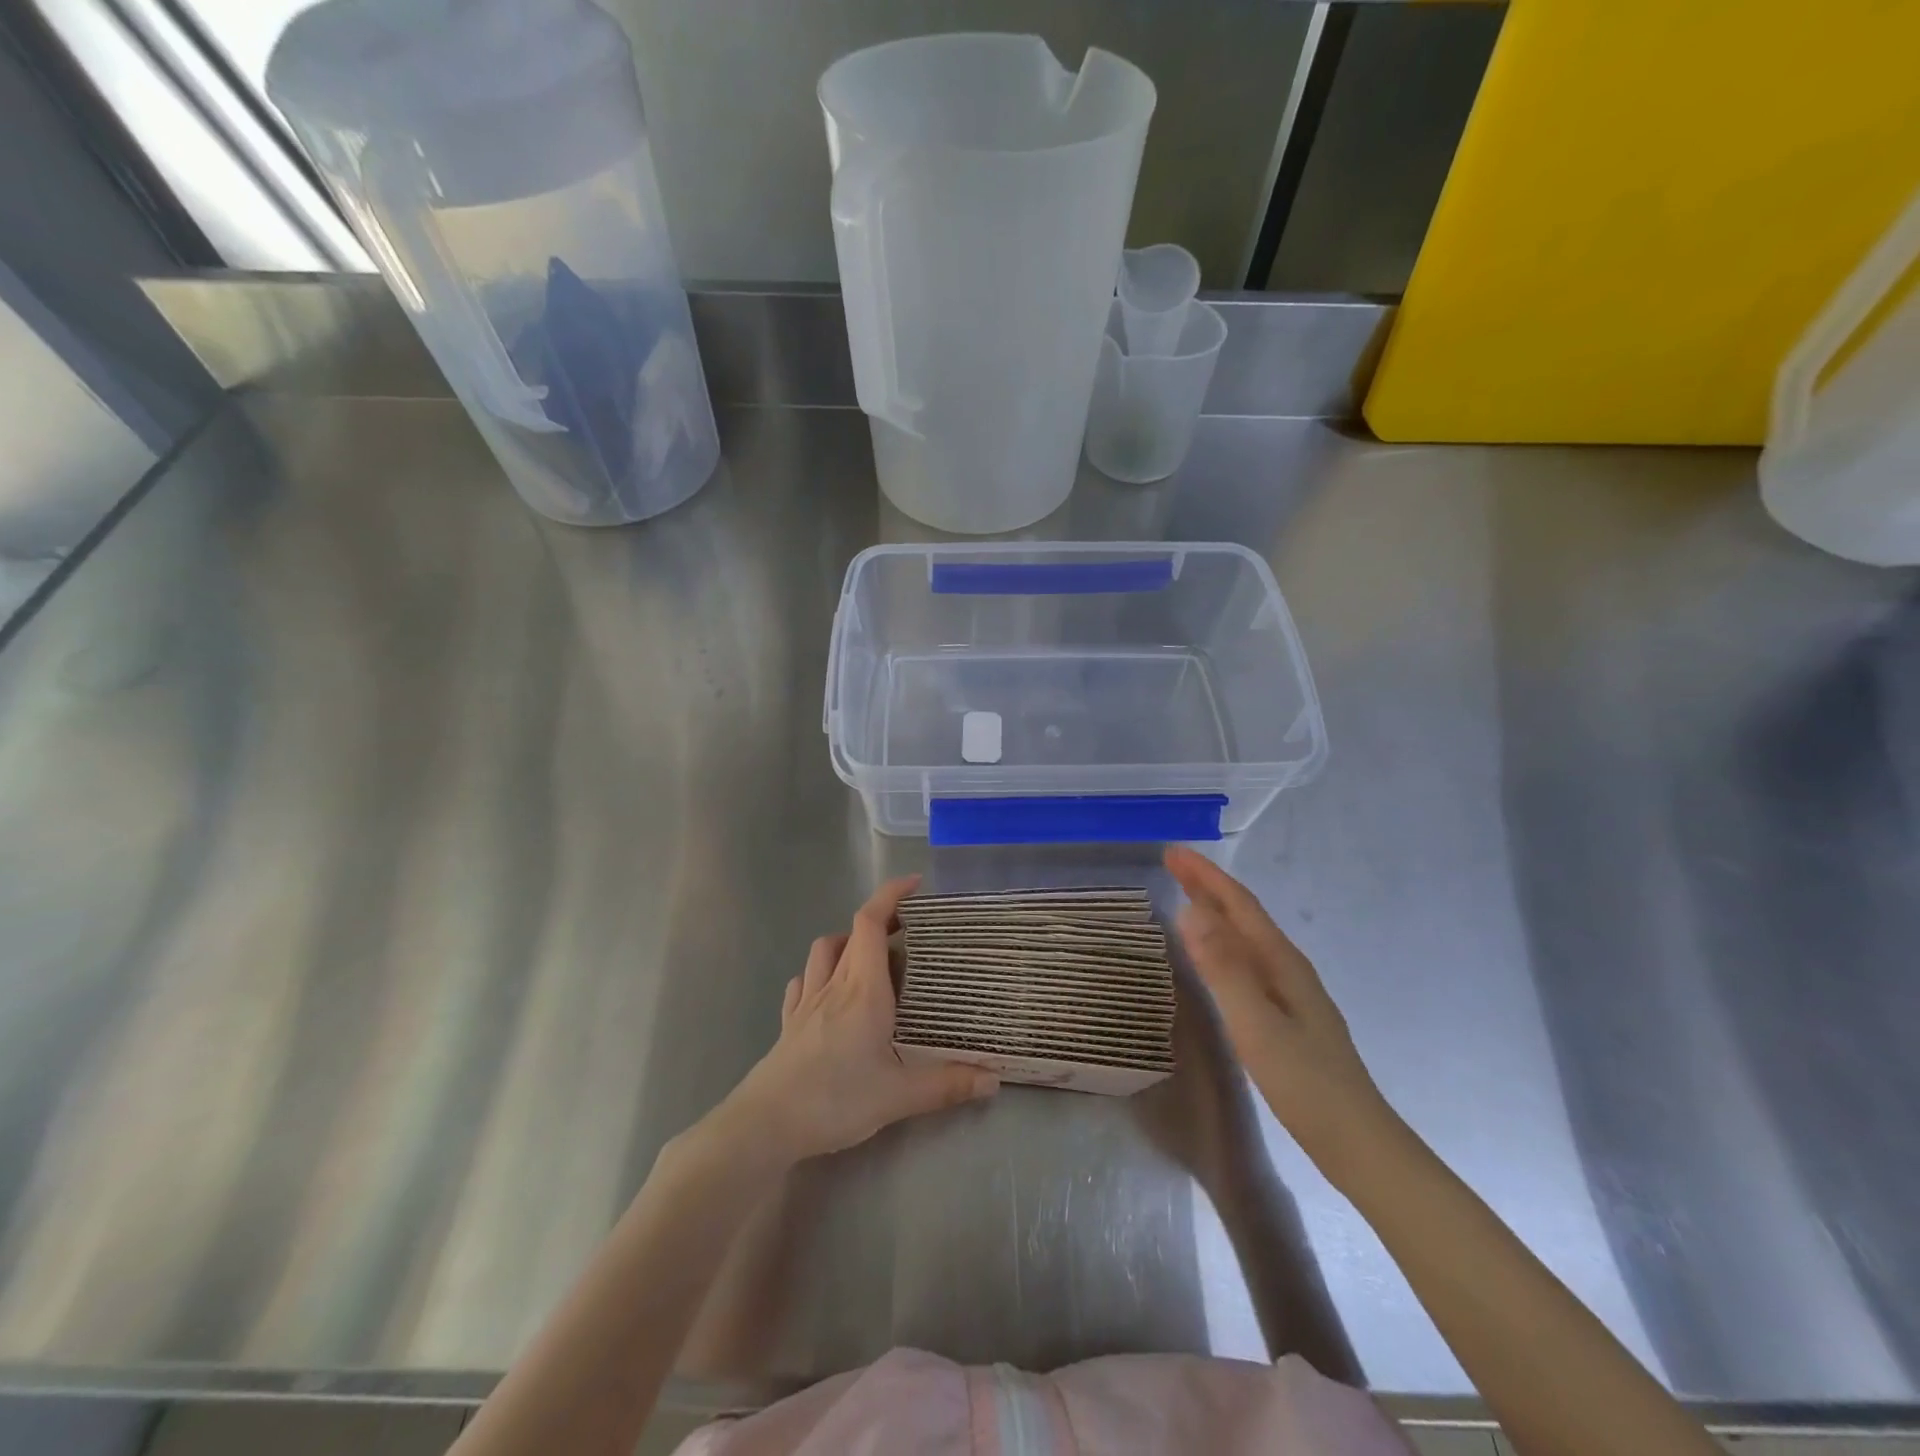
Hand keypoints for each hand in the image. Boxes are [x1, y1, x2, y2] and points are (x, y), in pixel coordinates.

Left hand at [719, 875, 997, 1164]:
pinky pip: (804, 982)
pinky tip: (830, 991)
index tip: (915, 885)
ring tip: (871, 958)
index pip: (871, 922)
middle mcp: (834, 985)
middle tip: (909, 931)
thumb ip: (947, 1084)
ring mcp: (806, 1002)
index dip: (891, 895)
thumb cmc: (835, 1099)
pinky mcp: (789, 1023)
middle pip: (852, 932)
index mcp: (863, 989)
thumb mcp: (899, 1096)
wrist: (766, 1125)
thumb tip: (994, 1080)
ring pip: (824, 951)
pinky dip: (820, 973)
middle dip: (880, 919)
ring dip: (848, 942)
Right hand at [1165, 846, 1394, 1169]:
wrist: (1358, 1142)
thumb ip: (1224, 967)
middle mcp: (1289, 967)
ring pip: (1248, 936)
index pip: (1239, 905)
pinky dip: (1225, 942)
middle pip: (1245, 914)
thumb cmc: (1304, 1082)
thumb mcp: (1256, 1023)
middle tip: (1172, 863)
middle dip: (1208, 885)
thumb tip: (1191, 910)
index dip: (1205, 876)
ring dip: (1217, 910)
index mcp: (1282, 962)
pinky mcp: (1288, 1014)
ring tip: (1187, 897)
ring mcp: (1292, 991)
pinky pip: (1248, 959)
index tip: (1171, 852)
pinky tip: (1218, 956)